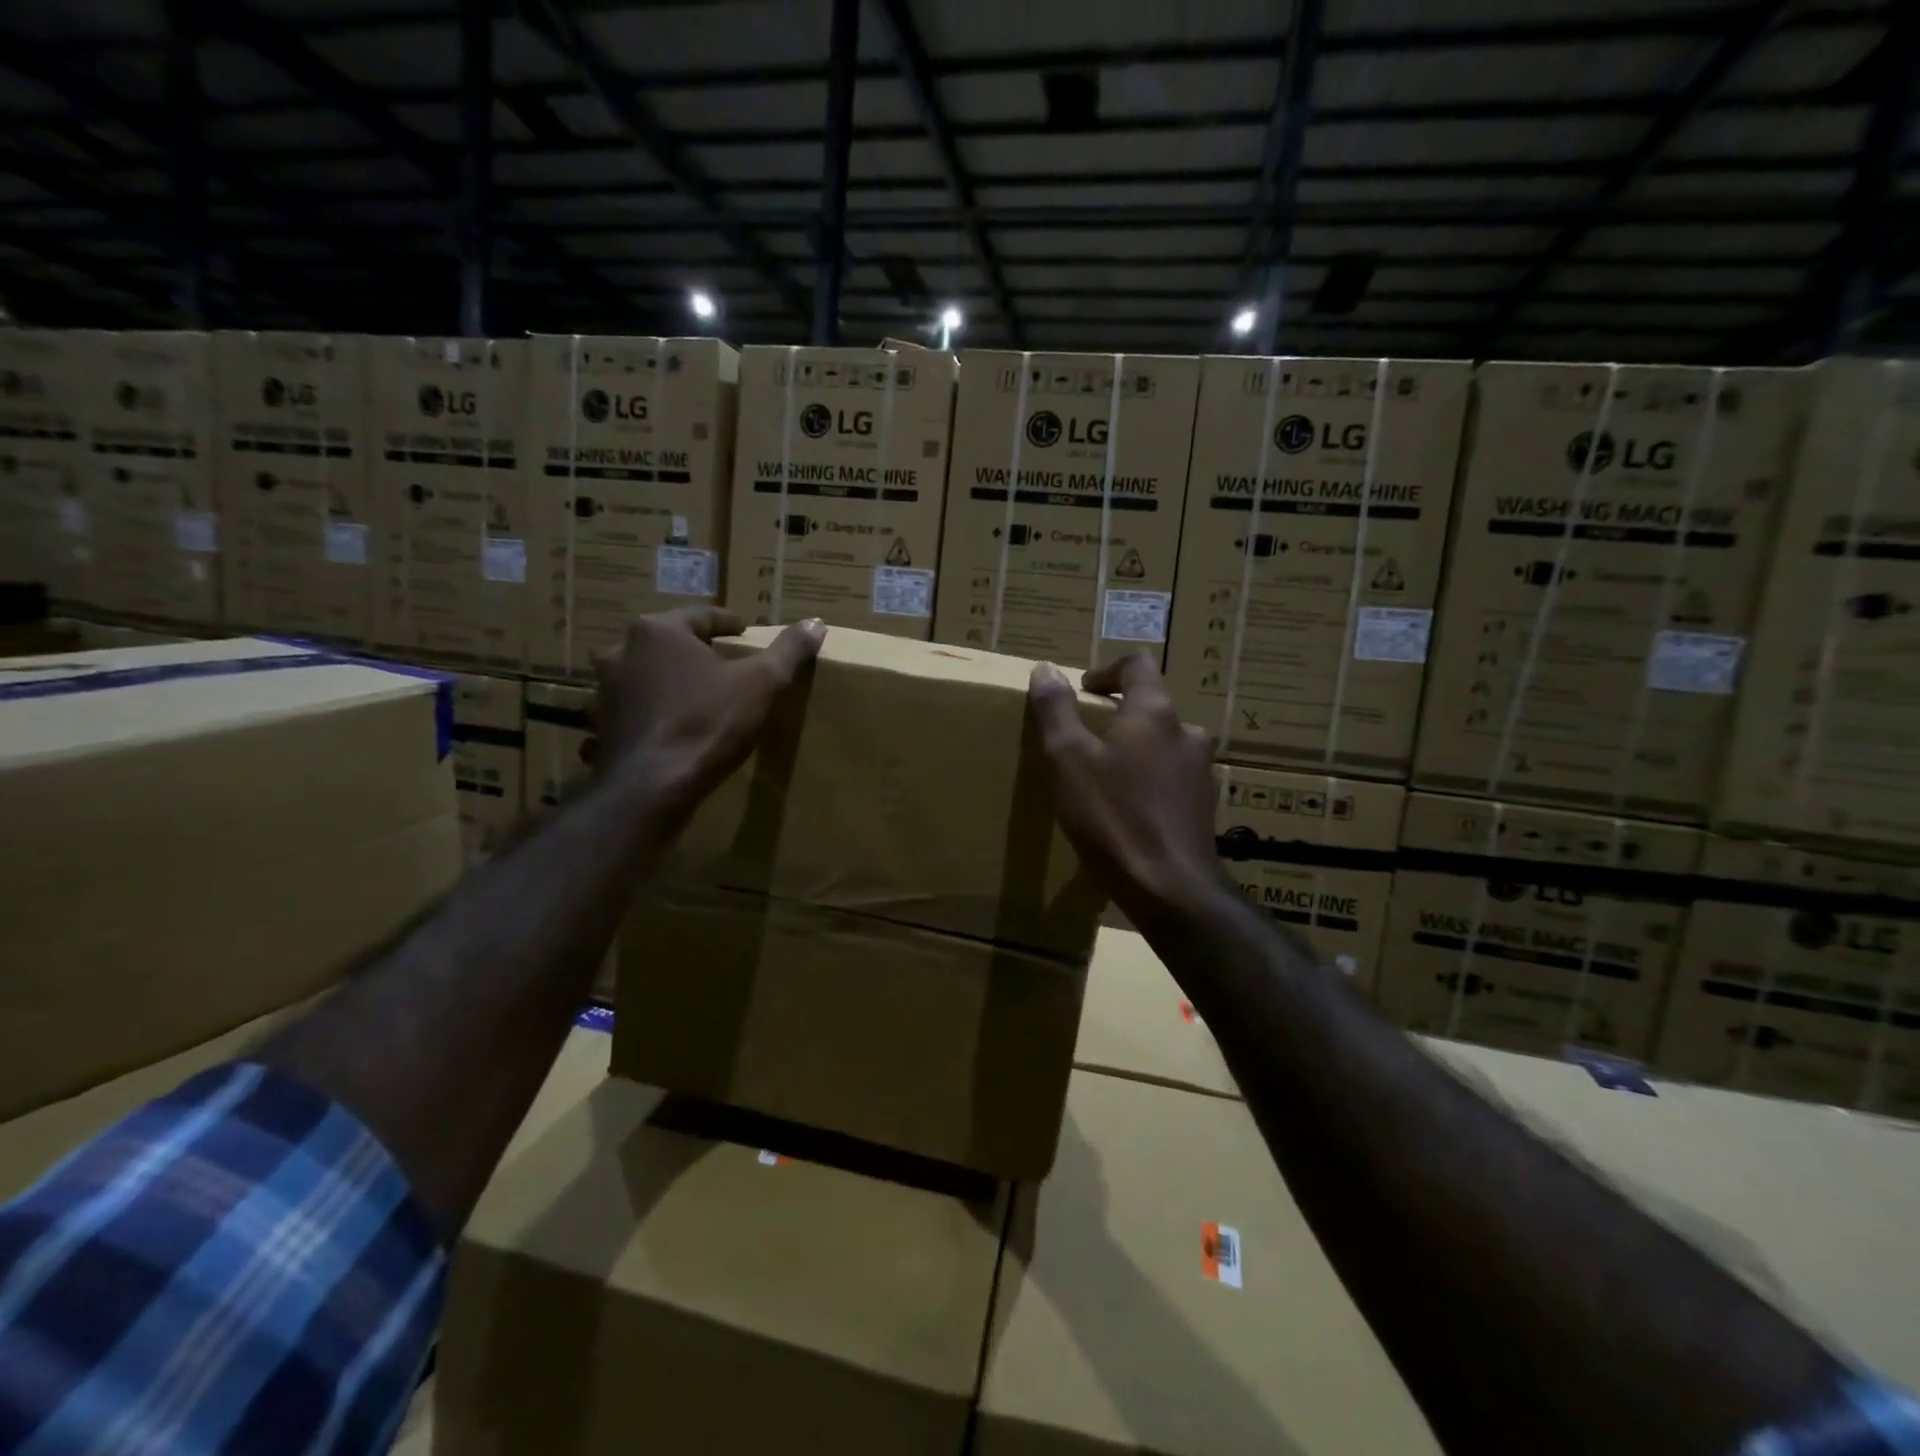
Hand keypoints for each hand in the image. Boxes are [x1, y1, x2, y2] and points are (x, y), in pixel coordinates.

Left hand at [596, 607, 823, 817]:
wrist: (651, 788)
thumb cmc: (708, 724)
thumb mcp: (762, 684)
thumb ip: (789, 650)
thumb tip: (816, 623)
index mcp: (659, 631)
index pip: (702, 616)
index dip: (728, 624)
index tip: (744, 633)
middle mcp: (623, 650)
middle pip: (669, 643)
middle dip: (696, 650)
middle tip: (724, 664)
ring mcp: (605, 689)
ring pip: (646, 674)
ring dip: (668, 680)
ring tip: (697, 695)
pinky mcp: (601, 724)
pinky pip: (631, 709)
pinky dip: (650, 712)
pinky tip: (668, 726)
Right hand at [1027, 653, 1229, 930]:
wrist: (1169, 887)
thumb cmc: (1112, 816)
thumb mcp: (1067, 759)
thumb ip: (1055, 710)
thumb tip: (1046, 669)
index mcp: (1154, 712)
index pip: (1137, 665)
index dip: (1107, 670)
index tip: (1083, 690)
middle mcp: (1186, 733)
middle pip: (1153, 707)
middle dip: (1119, 716)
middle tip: (1087, 739)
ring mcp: (1201, 772)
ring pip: (1165, 745)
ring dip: (1137, 751)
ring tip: (1106, 778)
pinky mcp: (1203, 807)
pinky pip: (1173, 780)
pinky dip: (1150, 782)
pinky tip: (1129, 811)